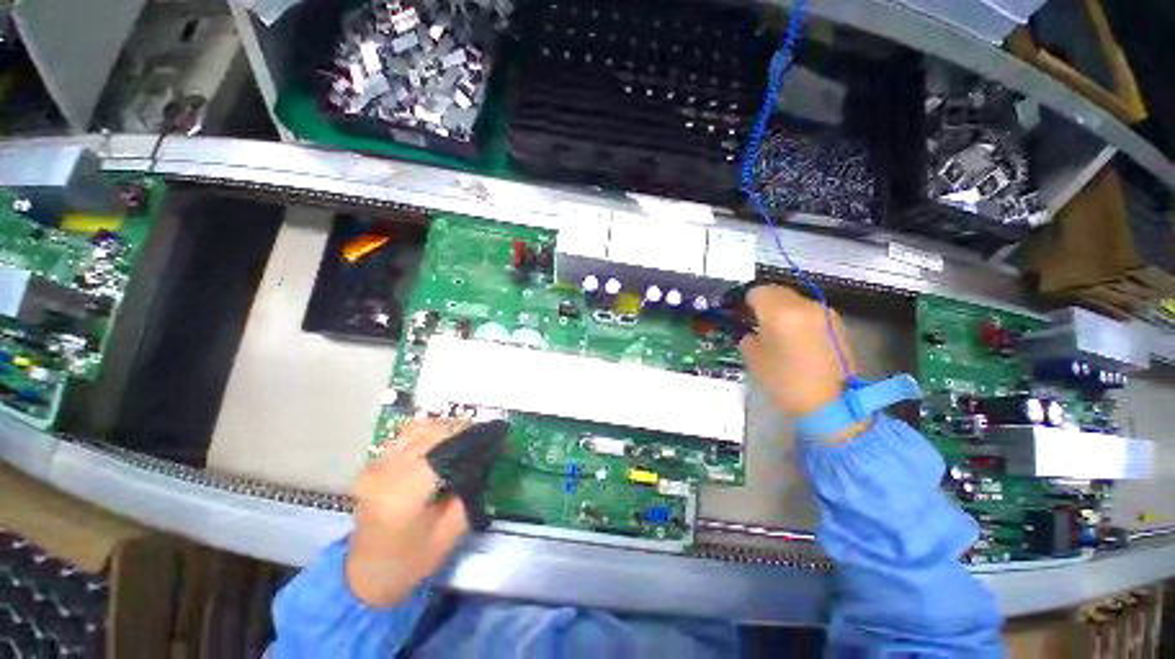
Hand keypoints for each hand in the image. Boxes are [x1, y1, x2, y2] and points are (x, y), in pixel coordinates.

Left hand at [346, 418, 470, 605]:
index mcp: (402, 495)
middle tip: (485, 437)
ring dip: (447, 429)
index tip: (496, 432)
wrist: (363, 577)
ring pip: (420, 428)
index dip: (473, 437)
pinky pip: (407, 436)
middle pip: (433, 433)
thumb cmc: (409, 562)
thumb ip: (468, 494)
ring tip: (466, 438)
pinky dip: (429, 433)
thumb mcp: (449, 535)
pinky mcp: (373, 464)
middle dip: (463, 430)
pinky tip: (442, 443)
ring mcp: (375, 465)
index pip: (444, 450)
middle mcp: (385, 472)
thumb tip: (484, 460)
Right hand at [738, 286, 866, 443]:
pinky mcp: (837, 323)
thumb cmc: (785, 382)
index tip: (739, 315)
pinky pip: (809, 311)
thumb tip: (749, 330)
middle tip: (754, 320)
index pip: (756, 292)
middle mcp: (804, 305)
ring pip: (795, 300)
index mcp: (779, 312)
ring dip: (781, 308)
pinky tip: (795, 338)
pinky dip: (798, 317)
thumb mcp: (754, 359)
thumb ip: (747, 336)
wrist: (832, 405)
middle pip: (776, 291)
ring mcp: (824, 312)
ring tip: (776, 330)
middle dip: (763, 302)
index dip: (744, 302)